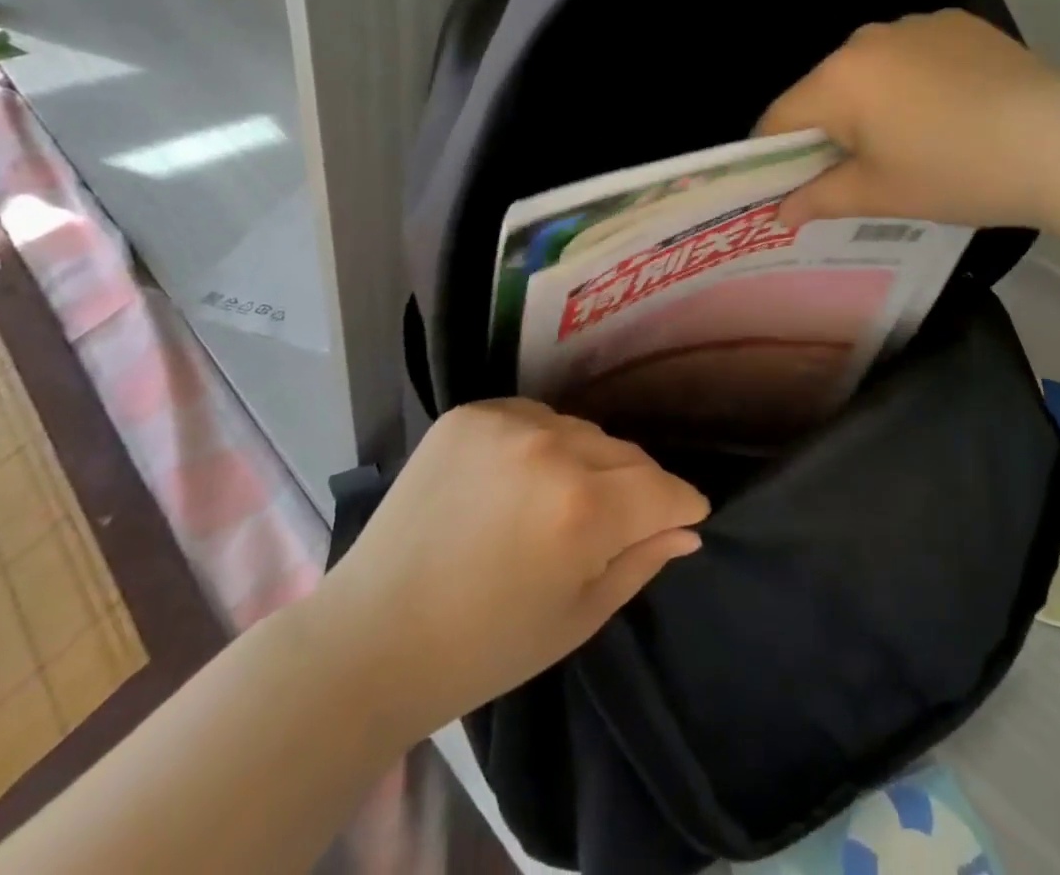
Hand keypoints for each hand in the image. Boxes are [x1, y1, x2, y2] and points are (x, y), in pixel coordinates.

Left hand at [315, 400, 708, 735]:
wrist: (372, 636)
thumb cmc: (484, 648)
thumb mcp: (578, 617)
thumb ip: (642, 561)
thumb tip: (687, 529)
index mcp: (583, 509)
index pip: (665, 488)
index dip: (682, 506)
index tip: (684, 517)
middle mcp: (551, 449)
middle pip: (627, 454)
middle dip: (635, 488)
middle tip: (613, 524)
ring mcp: (506, 423)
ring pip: (582, 431)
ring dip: (586, 462)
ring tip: (558, 502)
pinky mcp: (469, 412)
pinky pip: (534, 417)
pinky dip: (540, 443)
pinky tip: (516, 479)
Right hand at [757, 9, 1059, 232]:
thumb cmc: (956, 173)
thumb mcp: (880, 194)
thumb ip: (819, 199)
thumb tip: (780, 213)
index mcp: (838, 79)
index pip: (779, 118)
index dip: (774, 158)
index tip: (790, 189)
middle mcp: (867, 39)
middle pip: (824, 91)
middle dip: (829, 131)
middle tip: (858, 174)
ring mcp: (915, 25)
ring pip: (869, 72)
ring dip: (871, 104)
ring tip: (913, 142)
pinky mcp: (957, 23)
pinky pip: (912, 56)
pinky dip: (914, 83)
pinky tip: (950, 112)